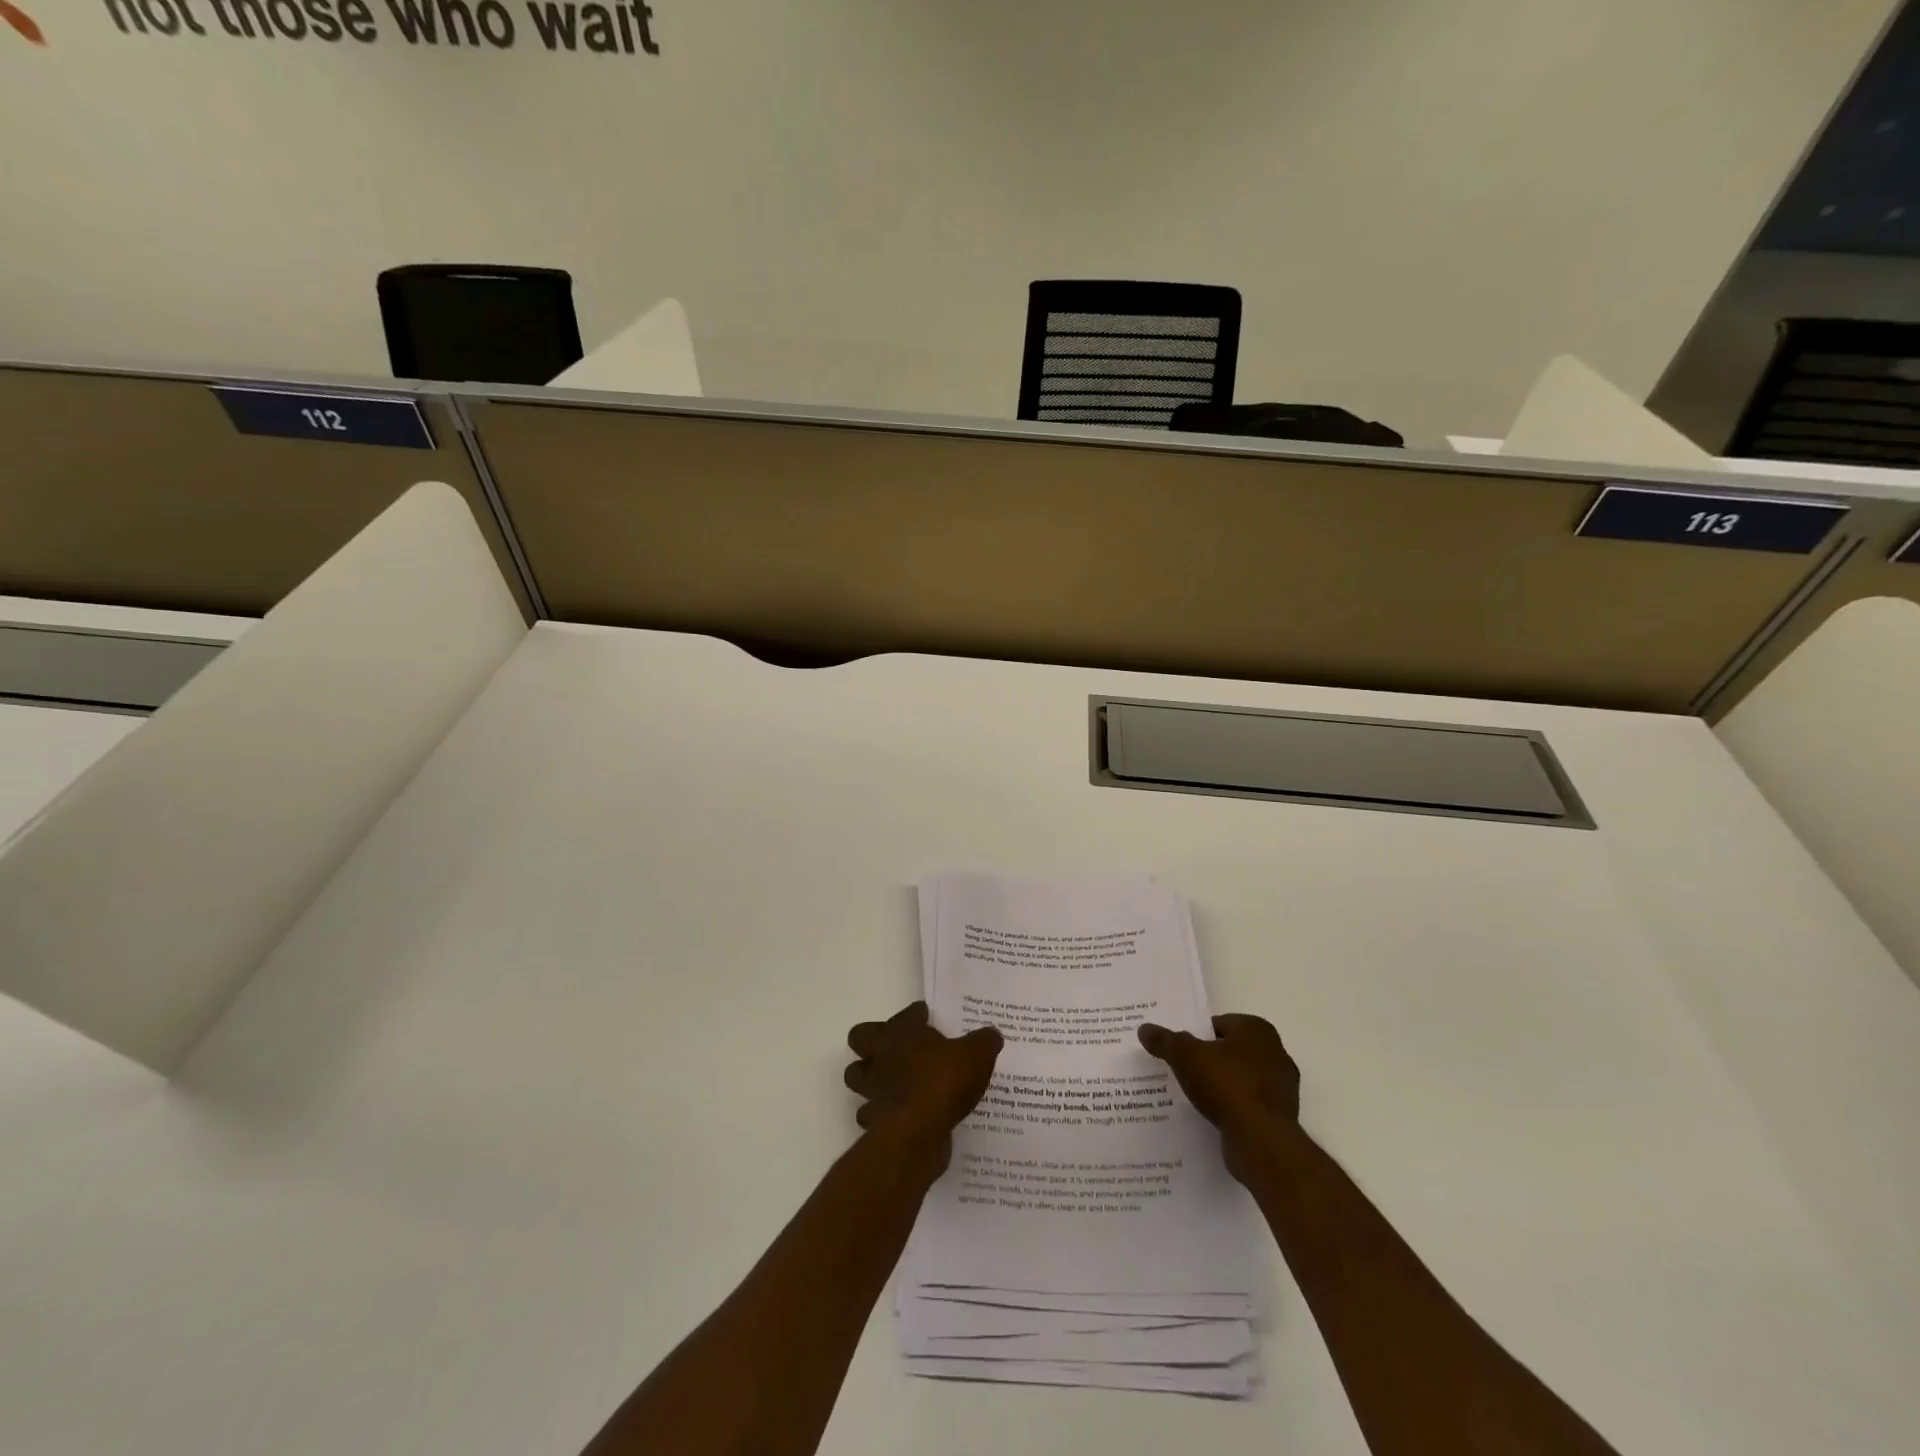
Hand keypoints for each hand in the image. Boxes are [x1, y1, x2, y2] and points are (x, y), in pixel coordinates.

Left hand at [844, 1002, 1002, 1169]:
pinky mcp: (874, 1121)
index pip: (905, 1014)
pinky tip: (901, 1115)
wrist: (919, 1132)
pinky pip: (871, 1114)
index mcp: (902, 1033)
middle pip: (860, 1038)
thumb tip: (992, 1035)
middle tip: (897, 1048)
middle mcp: (881, 1056)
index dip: (915, 1014)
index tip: (926, 1017)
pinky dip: (881, 1114)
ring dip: (870, 1079)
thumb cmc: (944, 1081)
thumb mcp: (977, 1054)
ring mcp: (873, 1089)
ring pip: (857, 1077)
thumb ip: (984, 1041)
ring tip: (892, 1082)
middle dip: (873, 1042)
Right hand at [1138, 1013, 1300, 1177]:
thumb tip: (1144, 1029)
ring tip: (1192, 1094)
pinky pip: (1247, 1104)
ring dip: (1220, 1085)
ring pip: (1240, 1079)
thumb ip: (1165, 1041)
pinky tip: (1211, 1115)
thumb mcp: (1185, 1056)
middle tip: (1181, 1069)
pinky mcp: (1279, 1117)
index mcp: (1257, 1030)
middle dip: (1208, 1059)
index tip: (1178, 1048)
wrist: (1261, 1141)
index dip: (1196, 1034)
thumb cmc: (1227, 1085)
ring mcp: (1281, 1088)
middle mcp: (1275, 1053)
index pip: (1219, 1024)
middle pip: (1230, 1051)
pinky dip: (1231, 1107)